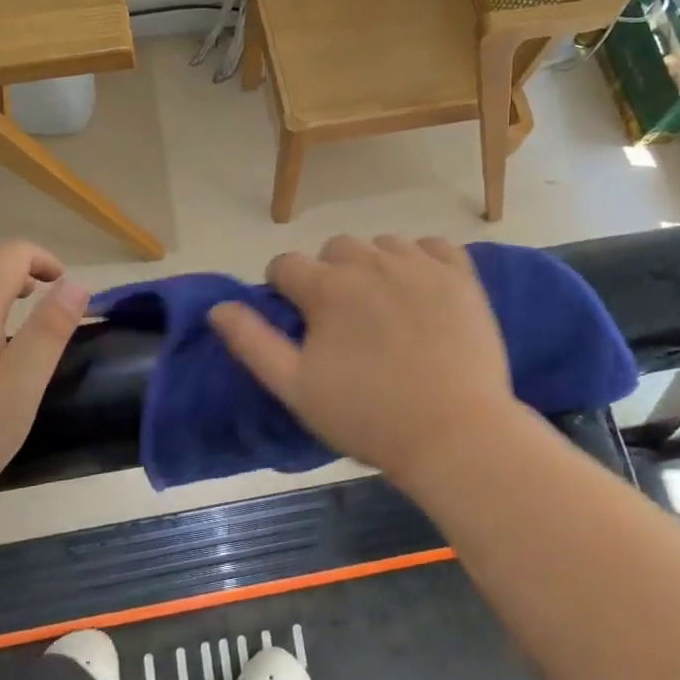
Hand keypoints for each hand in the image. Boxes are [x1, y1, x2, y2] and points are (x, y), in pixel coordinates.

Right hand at [208, 236, 522, 476]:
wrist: (455, 434)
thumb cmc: (368, 416)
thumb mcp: (296, 388)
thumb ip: (252, 342)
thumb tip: (219, 308)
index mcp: (327, 287)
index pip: (286, 264)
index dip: (283, 289)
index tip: (297, 320)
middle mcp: (370, 263)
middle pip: (335, 249)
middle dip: (328, 276)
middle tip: (342, 320)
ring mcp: (420, 265)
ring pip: (382, 245)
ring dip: (373, 266)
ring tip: (383, 307)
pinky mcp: (460, 276)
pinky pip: (432, 246)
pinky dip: (421, 259)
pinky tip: (420, 289)